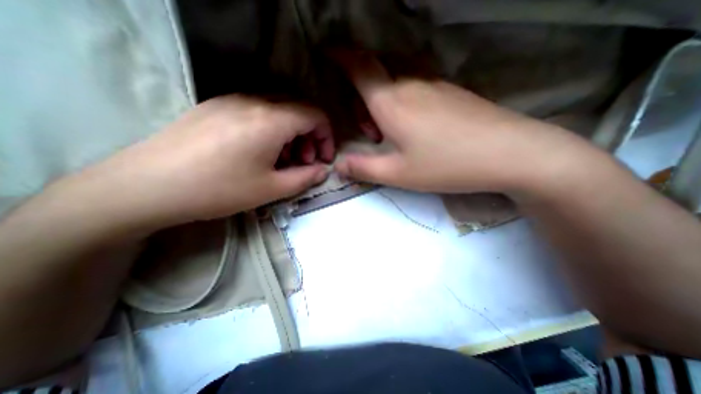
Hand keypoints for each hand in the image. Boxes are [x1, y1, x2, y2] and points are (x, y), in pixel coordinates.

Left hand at [73, 94, 333, 226]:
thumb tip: (323, 170)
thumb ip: (306, 177)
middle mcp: (254, 101)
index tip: (324, 159)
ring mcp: (231, 100)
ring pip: (278, 110)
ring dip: (291, 134)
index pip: (315, 115)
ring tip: (283, 161)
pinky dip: (271, 130)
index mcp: (271, 120)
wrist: (147, 186)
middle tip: (304, 162)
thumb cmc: (219, 189)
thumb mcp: (272, 189)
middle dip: (310, 137)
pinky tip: (260, 152)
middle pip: (298, 110)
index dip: (326, 137)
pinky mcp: (216, 107)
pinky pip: (257, 112)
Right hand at [333, 54, 590, 194]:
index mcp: (391, 102)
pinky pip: (416, 80)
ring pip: (396, 75)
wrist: (507, 153)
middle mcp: (410, 83)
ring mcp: (434, 83)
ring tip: (389, 128)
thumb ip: (363, 168)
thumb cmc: (445, 165)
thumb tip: (338, 167)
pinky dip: (403, 94)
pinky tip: (413, 120)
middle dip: (361, 94)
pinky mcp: (450, 90)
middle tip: (369, 129)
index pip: (359, 67)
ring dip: (383, 95)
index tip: (328, 53)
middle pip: (376, 72)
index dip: (340, 56)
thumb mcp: (397, 173)